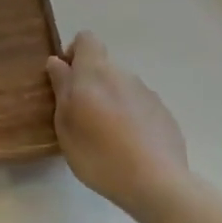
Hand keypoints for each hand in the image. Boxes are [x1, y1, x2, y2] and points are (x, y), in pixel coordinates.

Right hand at [47, 32, 189, 216]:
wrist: (157, 183)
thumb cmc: (99, 153)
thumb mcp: (65, 123)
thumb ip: (61, 87)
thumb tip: (57, 61)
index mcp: (95, 72)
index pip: (86, 39)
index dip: (74, 53)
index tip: (67, 80)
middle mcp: (123, 74)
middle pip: (103, 67)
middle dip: (91, 85)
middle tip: (82, 118)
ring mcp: (148, 94)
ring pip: (122, 88)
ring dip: (111, 103)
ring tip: (107, 138)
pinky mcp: (164, 115)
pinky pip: (140, 108)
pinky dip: (132, 119)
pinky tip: (130, 148)